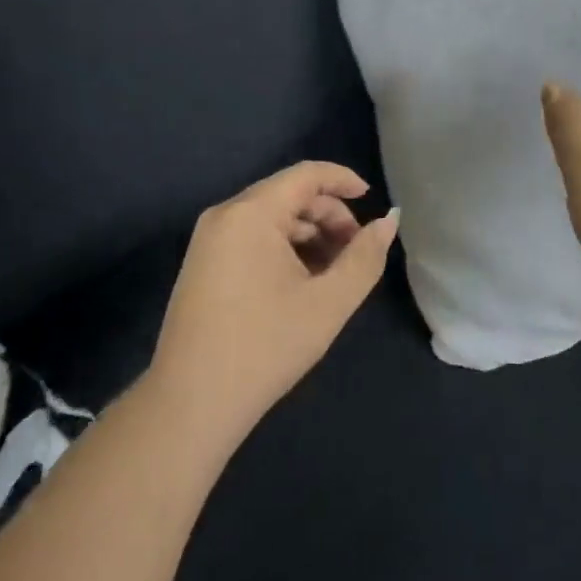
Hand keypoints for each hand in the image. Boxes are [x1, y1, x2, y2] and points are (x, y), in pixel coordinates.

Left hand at [148, 162, 398, 450]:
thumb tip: (389, 221)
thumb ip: (365, 257)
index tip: (372, 198)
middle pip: (288, 195)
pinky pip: (252, 237)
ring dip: (309, 235)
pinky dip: (284, 248)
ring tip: (334, 272)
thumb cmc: (265, 347)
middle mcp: (225, 215)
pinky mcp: (202, 264)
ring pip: (271, 218)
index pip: (306, 174)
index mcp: (251, 213)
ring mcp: (209, 240)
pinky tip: (302, 283)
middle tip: (356, 252)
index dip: (343, 179)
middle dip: (329, 216)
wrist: (190, 405)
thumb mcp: (328, 302)